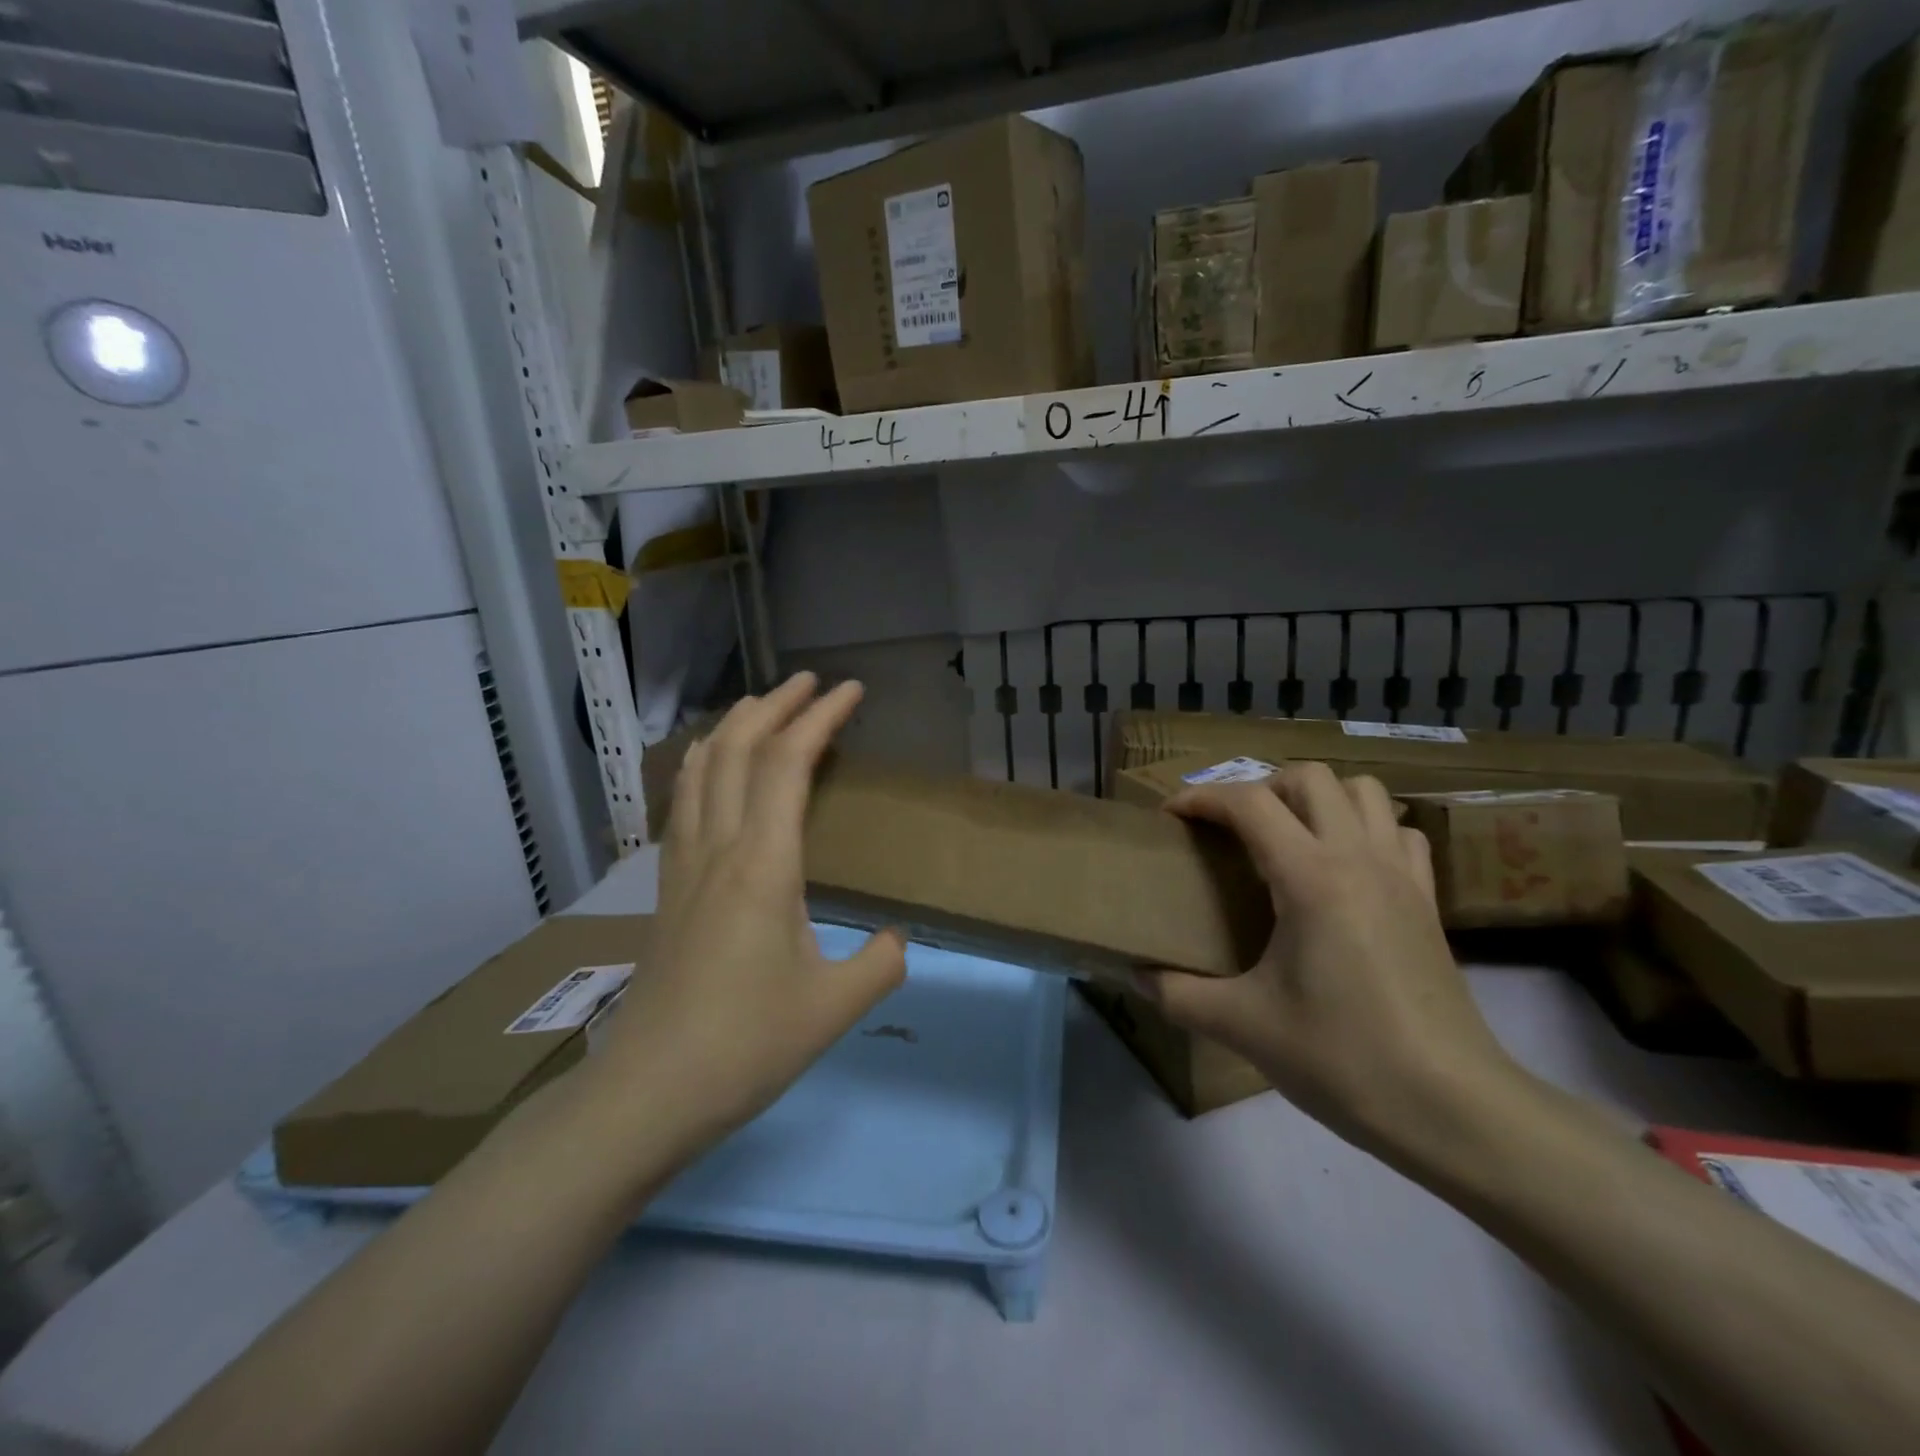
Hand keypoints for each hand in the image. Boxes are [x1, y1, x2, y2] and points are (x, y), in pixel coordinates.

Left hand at [592, 673, 906, 1149]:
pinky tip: (709, 768)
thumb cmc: (746, 1045)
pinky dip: (702, 764)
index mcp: (763, 865)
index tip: (850, 691)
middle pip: (738, 749)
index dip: (820, 718)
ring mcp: (683, 865)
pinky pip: (683, 801)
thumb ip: (881, 964)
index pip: (787, 764)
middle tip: (810, 682)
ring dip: (734, 726)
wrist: (649, 1092)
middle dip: (775, 705)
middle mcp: (718, 849)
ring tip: (761, 706)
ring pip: (701, 769)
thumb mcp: (835, 1007)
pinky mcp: (667, 888)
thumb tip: (897, 940)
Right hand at [1145, 763, 1525, 1154]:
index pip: (1249, 803)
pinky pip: (1398, 832)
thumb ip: (1176, 994)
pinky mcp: (1428, 902)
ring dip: (1318, 798)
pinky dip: (1366, 828)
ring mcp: (1401, 876)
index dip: (1202, 798)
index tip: (1171, 816)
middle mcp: (1358, 858)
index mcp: (1310, 877)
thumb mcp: (1242, 1026)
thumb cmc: (1342, 1057)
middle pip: (1309, 778)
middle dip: (1261, 787)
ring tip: (1287, 836)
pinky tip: (1345, 866)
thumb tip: (1136, 974)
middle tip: (1232, 828)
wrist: (1453, 1109)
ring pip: (1364, 792)